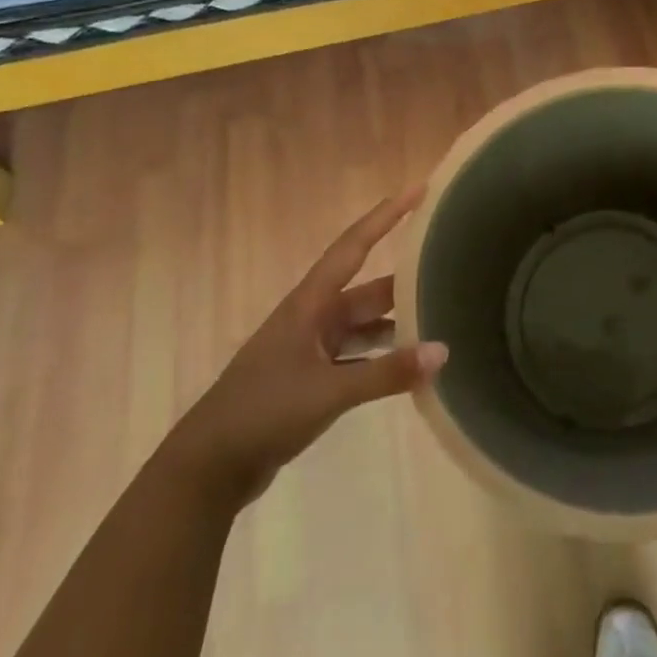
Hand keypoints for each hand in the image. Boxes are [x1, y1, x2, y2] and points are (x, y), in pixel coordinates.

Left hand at [167, 190, 446, 505]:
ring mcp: (310, 349)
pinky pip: (358, 356)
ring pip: (363, 324)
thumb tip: (443, 351)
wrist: (209, 468)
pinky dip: (383, 357)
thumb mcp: (329, 392)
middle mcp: (312, 318)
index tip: (417, 189)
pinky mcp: (311, 378)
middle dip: (404, 280)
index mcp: (309, 305)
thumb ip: (387, 373)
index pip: (353, 246)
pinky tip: (410, 365)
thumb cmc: (263, 412)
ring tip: (439, 320)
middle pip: (366, 288)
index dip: (385, 216)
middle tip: (447, 267)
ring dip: (395, 322)